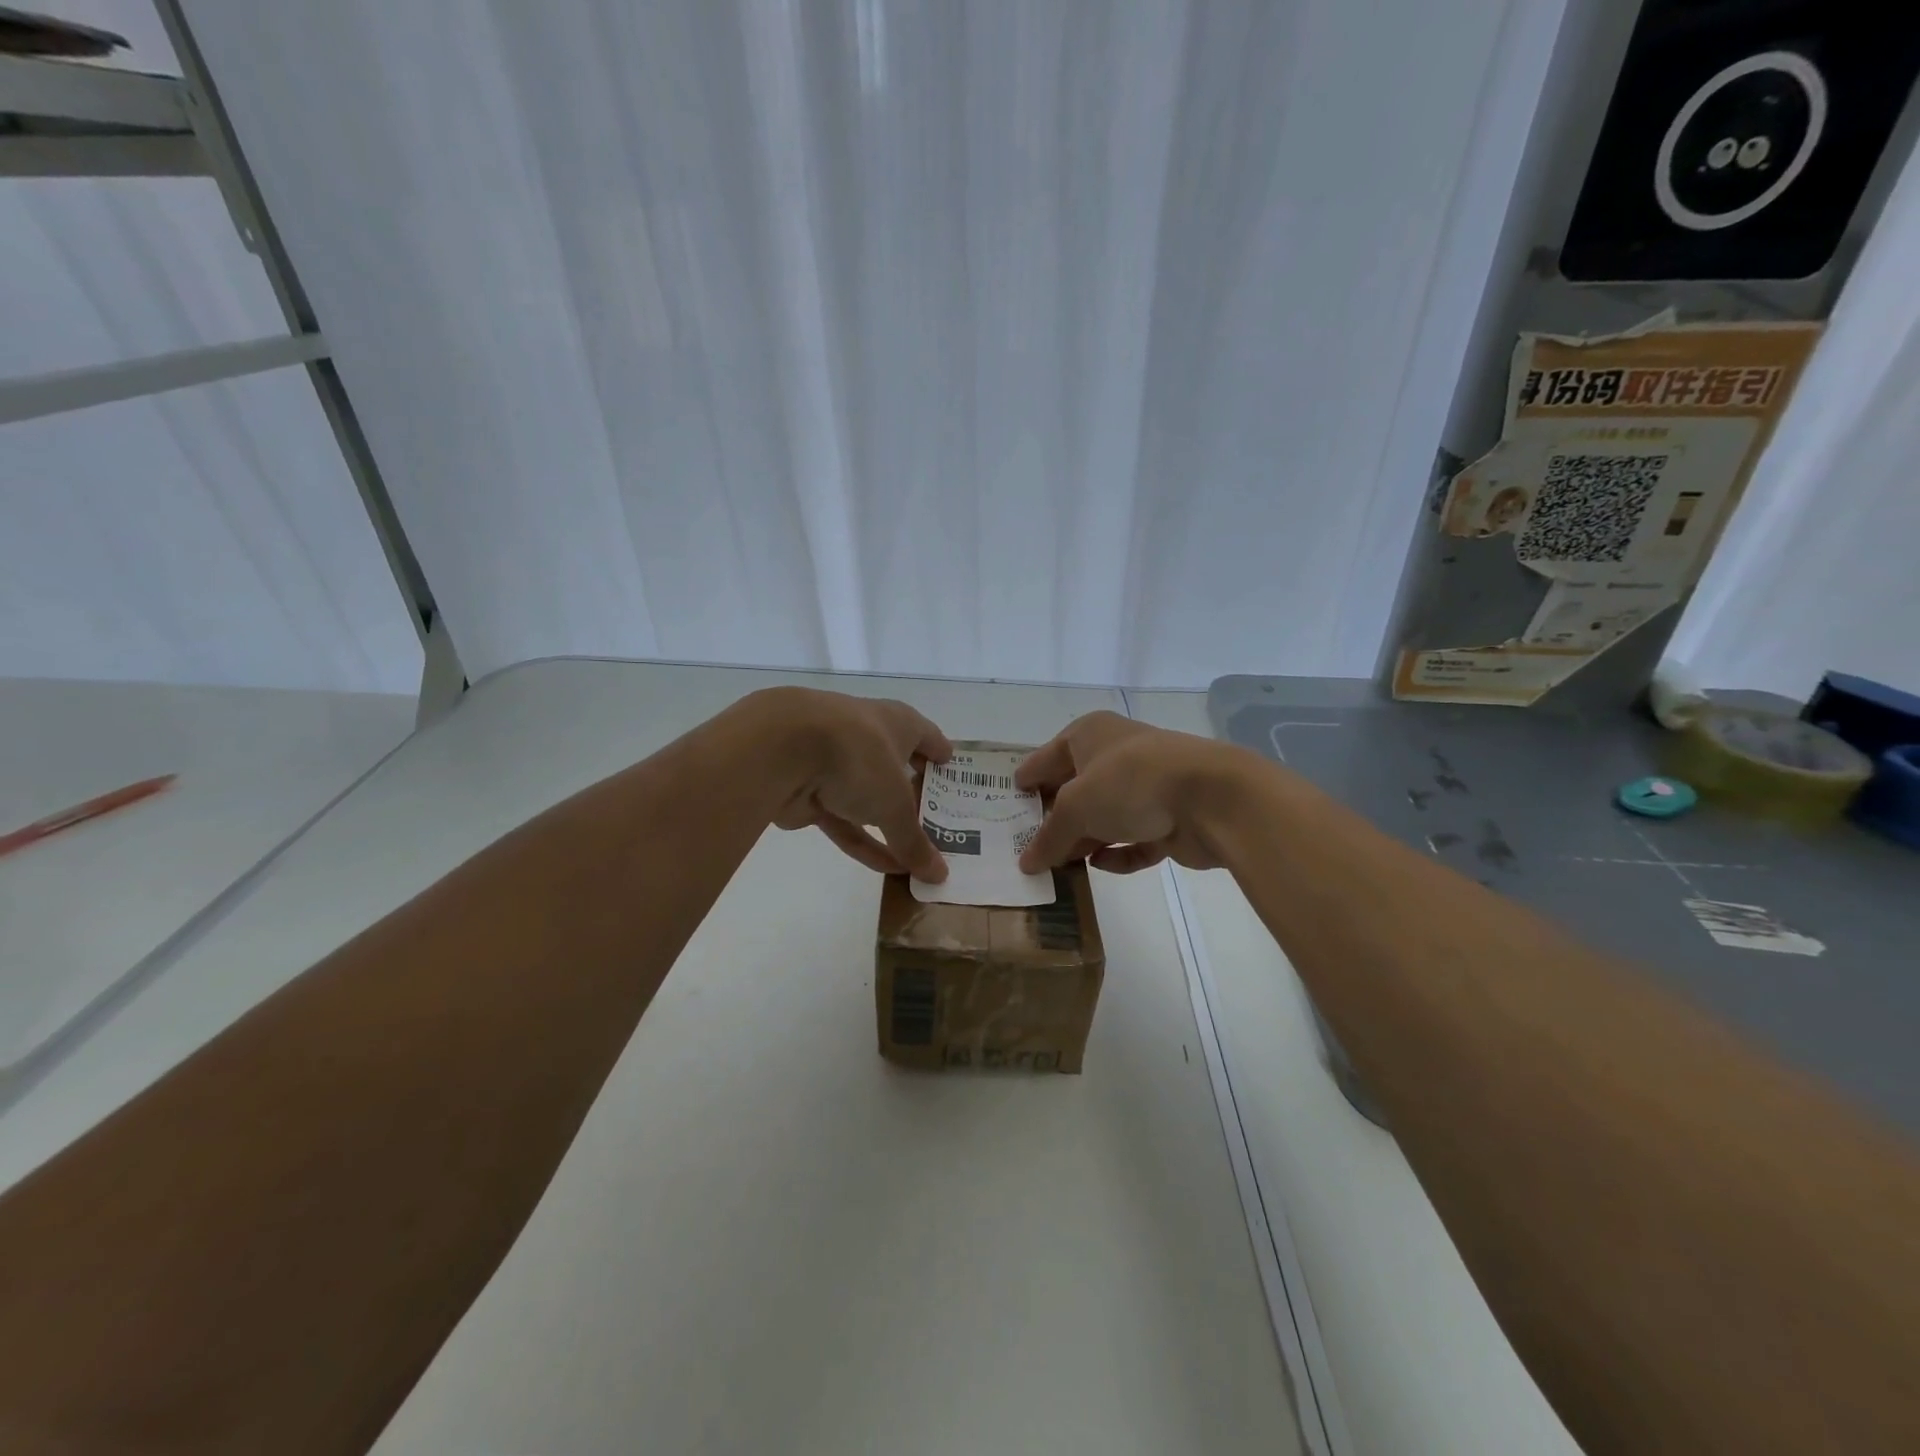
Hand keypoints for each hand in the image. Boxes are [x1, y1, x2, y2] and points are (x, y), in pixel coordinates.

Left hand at [753, 688, 952, 880]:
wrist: (779, 750)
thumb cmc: (858, 756)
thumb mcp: (895, 804)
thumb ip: (915, 840)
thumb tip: (939, 875)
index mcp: (896, 722)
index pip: (927, 736)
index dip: (941, 755)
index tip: (955, 773)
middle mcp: (868, 737)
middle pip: (896, 767)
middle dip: (915, 793)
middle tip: (941, 819)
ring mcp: (835, 765)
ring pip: (869, 799)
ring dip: (888, 825)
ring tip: (918, 851)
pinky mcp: (810, 794)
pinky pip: (845, 823)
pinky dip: (864, 843)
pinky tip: (888, 868)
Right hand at [1015, 712, 1243, 874]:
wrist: (1211, 798)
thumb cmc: (1130, 783)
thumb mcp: (1075, 808)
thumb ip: (1049, 837)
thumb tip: (1026, 863)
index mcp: (1089, 734)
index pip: (1047, 756)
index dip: (1027, 778)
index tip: (1008, 802)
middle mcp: (1117, 755)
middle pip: (1076, 788)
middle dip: (1055, 816)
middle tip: (1027, 843)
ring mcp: (1146, 786)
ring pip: (1106, 816)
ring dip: (1085, 840)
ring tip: (1059, 865)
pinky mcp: (1169, 818)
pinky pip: (1134, 839)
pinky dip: (1118, 853)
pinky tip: (1100, 867)